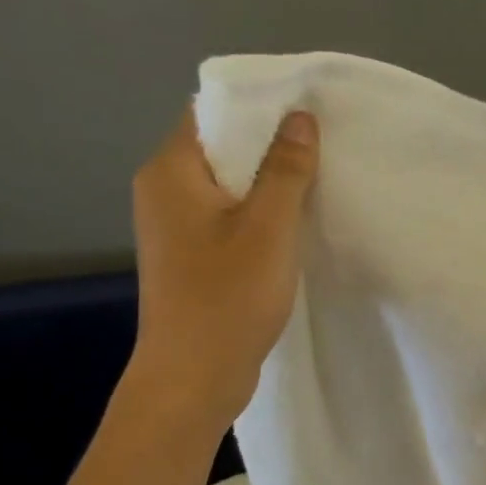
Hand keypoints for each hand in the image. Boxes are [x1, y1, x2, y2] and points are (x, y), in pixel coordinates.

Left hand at [130, 109, 318, 422]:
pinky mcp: (189, 259)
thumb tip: (300, 116)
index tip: (306, 112)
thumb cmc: (228, 297)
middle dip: (269, 146)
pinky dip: (257, 217)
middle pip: (219, 149)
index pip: (210, 112)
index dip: (257, 106)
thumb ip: (286, 169)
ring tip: (316, 184)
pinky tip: (293, 229)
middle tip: (323, 148)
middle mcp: (162, 192)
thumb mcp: (268, 228)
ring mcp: (173, 229)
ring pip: (226, 188)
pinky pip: (226, 220)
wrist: (193, 378)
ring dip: (267, 186)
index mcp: (170, 172)